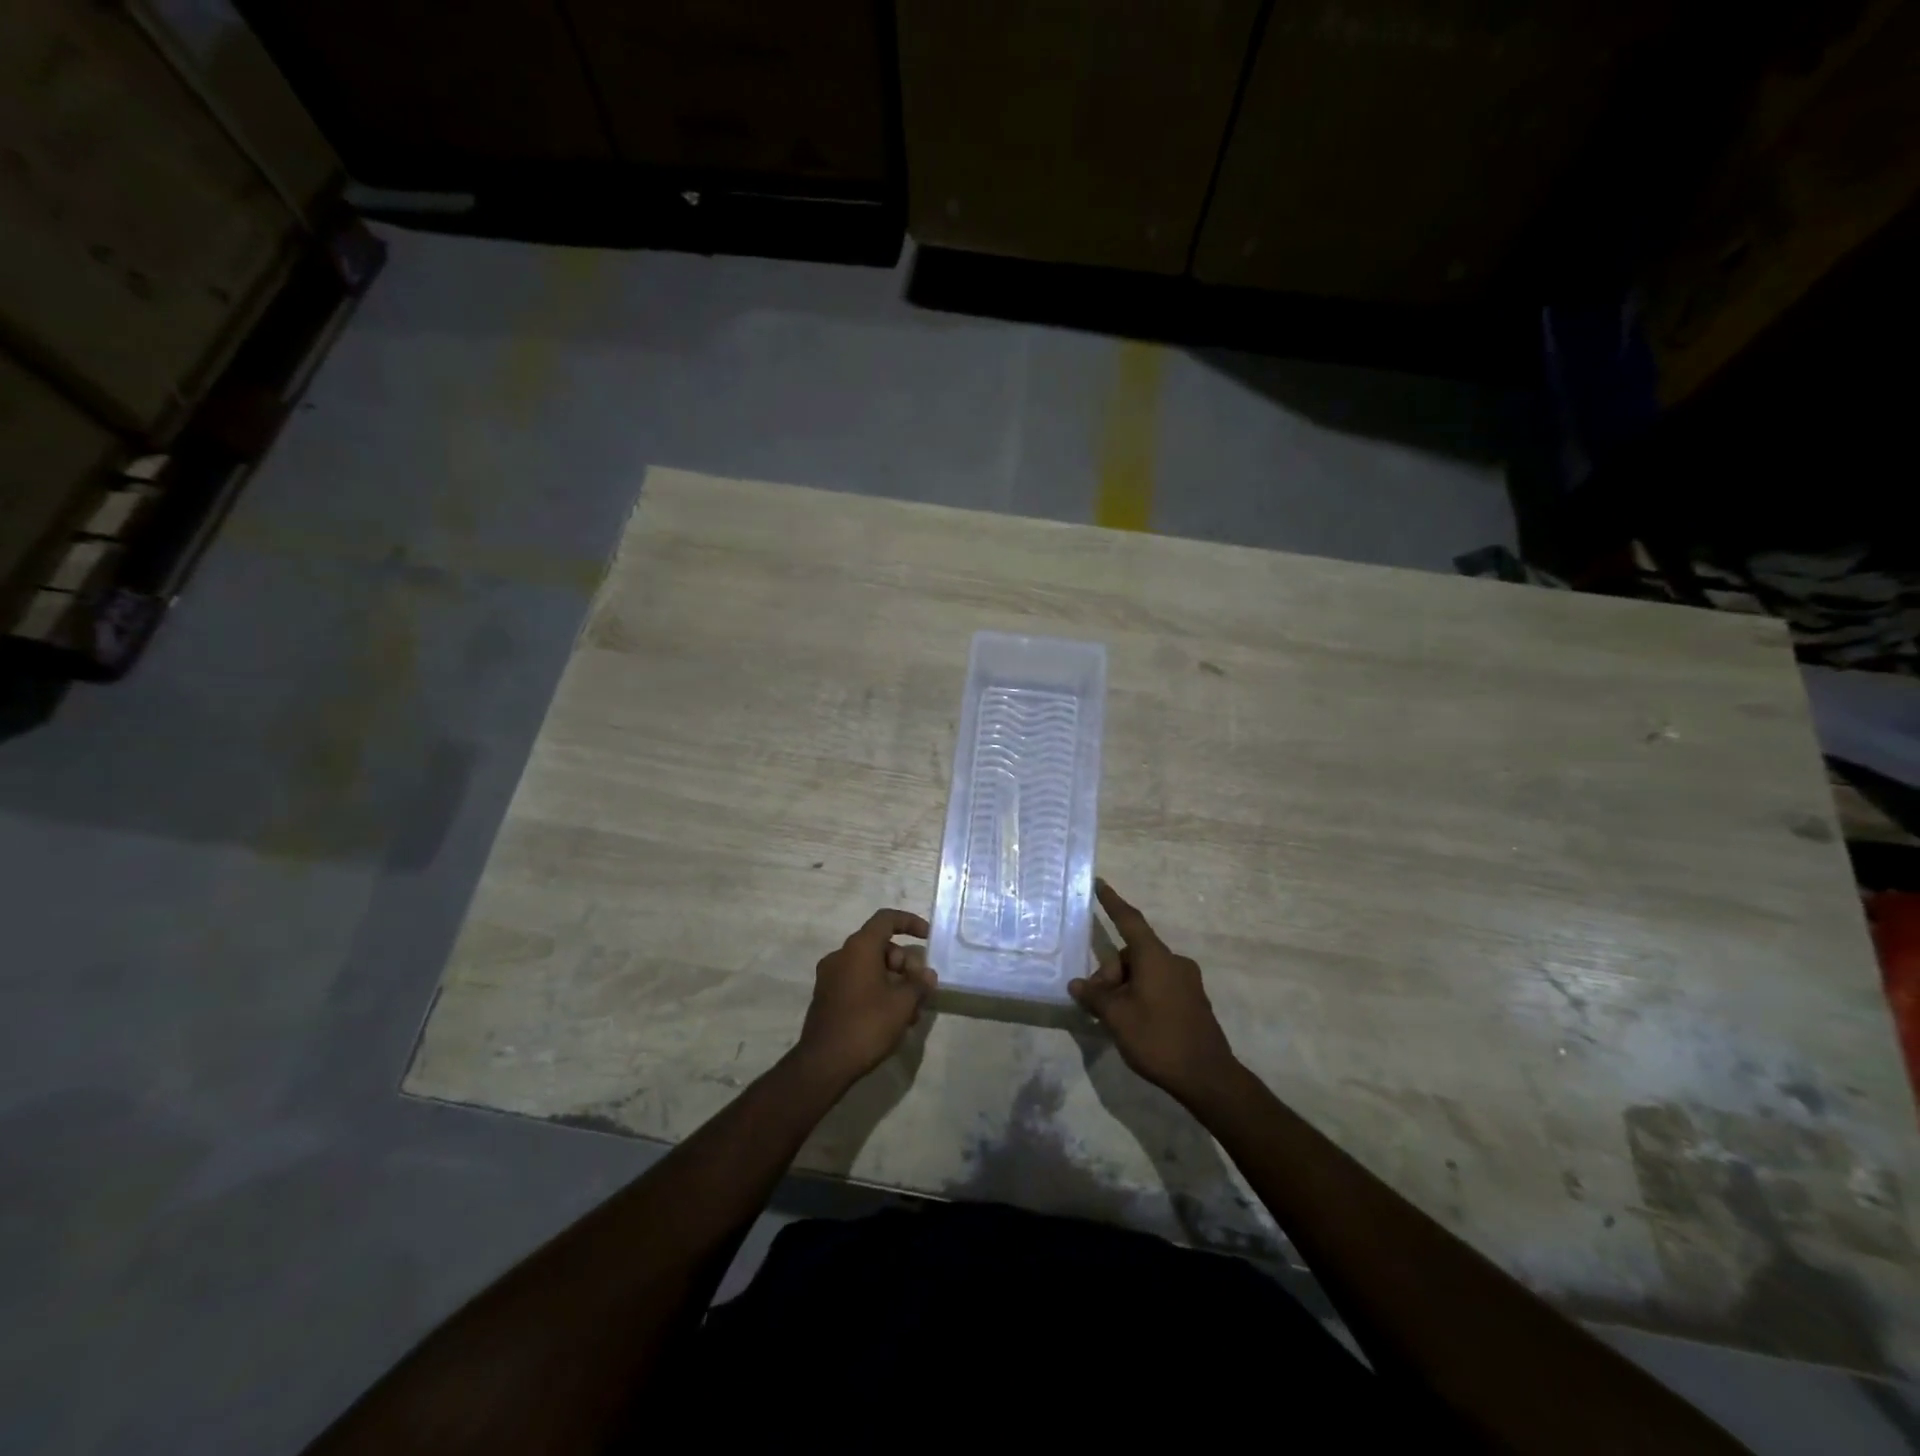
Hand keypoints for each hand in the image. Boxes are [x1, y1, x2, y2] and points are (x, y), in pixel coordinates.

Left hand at [795, 909, 937, 1086]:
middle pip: (881, 946)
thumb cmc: (866, 1025)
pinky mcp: (827, 997)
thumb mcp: (903, 1004)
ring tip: (910, 1012)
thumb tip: (927, 975)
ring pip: (871, 967)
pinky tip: (891, 1019)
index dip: (910, 923)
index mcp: (859, 948)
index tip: (928, 938)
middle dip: (905, 964)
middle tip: (920, 989)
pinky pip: (858, 982)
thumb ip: (919, 984)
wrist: (823, 1064)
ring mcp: (831, 977)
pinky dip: (877, 991)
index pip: (886, 919)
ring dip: (894, 982)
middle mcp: (841, 955)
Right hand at [1071, 880, 1238, 1107]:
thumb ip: (1095, 996)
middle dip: (1111, 974)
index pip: (1129, 920)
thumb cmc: (1158, 1039)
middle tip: (1099, 1005)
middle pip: (1132, 954)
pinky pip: (1159, 985)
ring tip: (1116, 1020)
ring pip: (1145, 972)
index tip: (1100, 884)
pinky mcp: (1193, 1000)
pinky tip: (1135, 1022)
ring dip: (1125, 987)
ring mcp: (1187, 981)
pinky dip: (1141, 995)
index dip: (1113, 902)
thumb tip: (1078, 984)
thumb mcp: (1117, 1017)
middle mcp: (1174, 962)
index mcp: (1155, 957)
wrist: (1208, 1078)